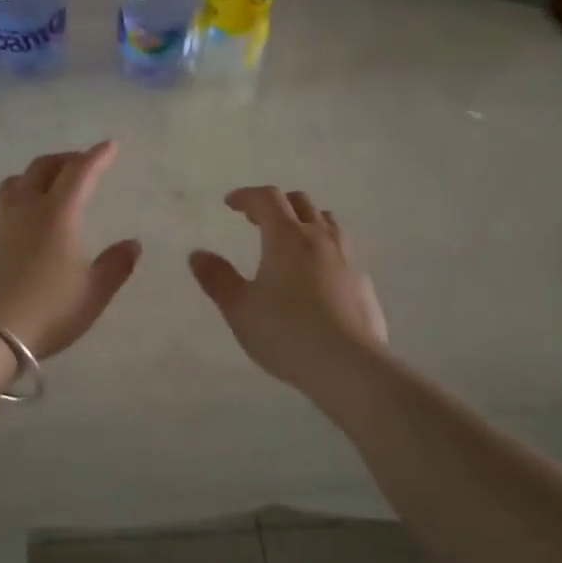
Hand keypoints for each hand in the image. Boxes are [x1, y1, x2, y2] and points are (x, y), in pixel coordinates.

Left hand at [0, 142, 141, 358]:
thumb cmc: (45, 312)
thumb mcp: (91, 295)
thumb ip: (115, 266)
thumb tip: (132, 244)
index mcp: (57, 214)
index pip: (80, 172)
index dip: (97, 156)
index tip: (109, 146)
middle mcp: (24, 206)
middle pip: (44, 167)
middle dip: (66, 159)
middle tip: (80, 163)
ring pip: (16, 181)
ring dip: (37, 175)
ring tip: (47, 186)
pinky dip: (16, 198)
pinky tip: (18, 218)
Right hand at [189, 187, 388, 391]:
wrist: (349, 366)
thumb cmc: (286, 333)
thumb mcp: (240, 308)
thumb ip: (217, 278)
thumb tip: (198, 254)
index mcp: (287, 237)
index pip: (267, 199)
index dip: (246, 196)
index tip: (231, 203)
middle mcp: (320, 238)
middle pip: (300, 203)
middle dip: (276, 204)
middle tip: (256, 220)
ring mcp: (347, 258)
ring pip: (327, 222)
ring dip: (305, 221)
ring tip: (290, 240)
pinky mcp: (364, 282)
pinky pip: (342, 251)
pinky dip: (323, 249)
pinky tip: (316, 276)